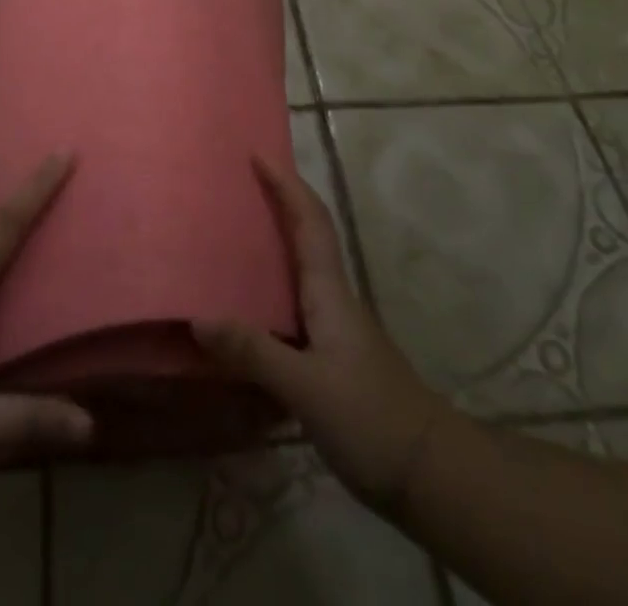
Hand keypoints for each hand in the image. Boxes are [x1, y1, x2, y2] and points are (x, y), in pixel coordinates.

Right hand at [193, 158, 443, 513]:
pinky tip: (247, 308)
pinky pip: (295, 303)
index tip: (258, 154)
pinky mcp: (332, 355)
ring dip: (274, 242)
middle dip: (278, 202)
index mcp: (328, 290)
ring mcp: (335, 327)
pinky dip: (271, 288)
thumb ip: (254, 352)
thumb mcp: (306, 388)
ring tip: (231, 235)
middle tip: (236, 186)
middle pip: (306, 234)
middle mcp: (332, 298)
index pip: (309, 221)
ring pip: (300, 268)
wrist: (429, 473)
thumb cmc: (370, 418)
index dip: (286, 184)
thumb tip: (198, 316)